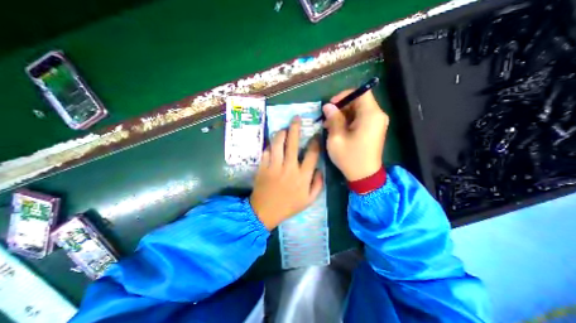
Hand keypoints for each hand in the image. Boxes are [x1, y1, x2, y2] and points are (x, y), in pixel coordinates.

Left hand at [252, 117, 325, 229]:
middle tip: (296, 119)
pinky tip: (273, 144)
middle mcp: (289, 168)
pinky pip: (266, 151)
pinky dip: (270, 145)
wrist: (265, 212)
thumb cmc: (289, 206)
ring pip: (277, 144)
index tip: (316, 135)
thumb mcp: (309, 200)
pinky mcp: (262, 167)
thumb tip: (320, 169)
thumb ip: (318, 184)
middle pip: (293, 143)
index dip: (315, 142)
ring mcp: (274, 166)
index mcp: (302, 176)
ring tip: (284, 129)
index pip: (312, 154)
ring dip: (281, 133)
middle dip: (295, 128)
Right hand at [322, 90, 388, 181]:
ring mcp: (377, 123)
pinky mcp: (373, 129)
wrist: (364, 176)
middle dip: (341, 107)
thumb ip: (333, 119)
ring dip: (343, 115)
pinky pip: (360, 119)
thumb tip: (328, 106)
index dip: (344, 95)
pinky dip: (348, 121)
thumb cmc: (349, 157)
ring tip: (329, 126)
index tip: (331, 105)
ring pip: (358, 110)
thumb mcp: (336, 138)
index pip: (360, 93)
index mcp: (371, 115)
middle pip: (359, 101)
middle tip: (327, 119)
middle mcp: (377, 116)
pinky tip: (338, 130)